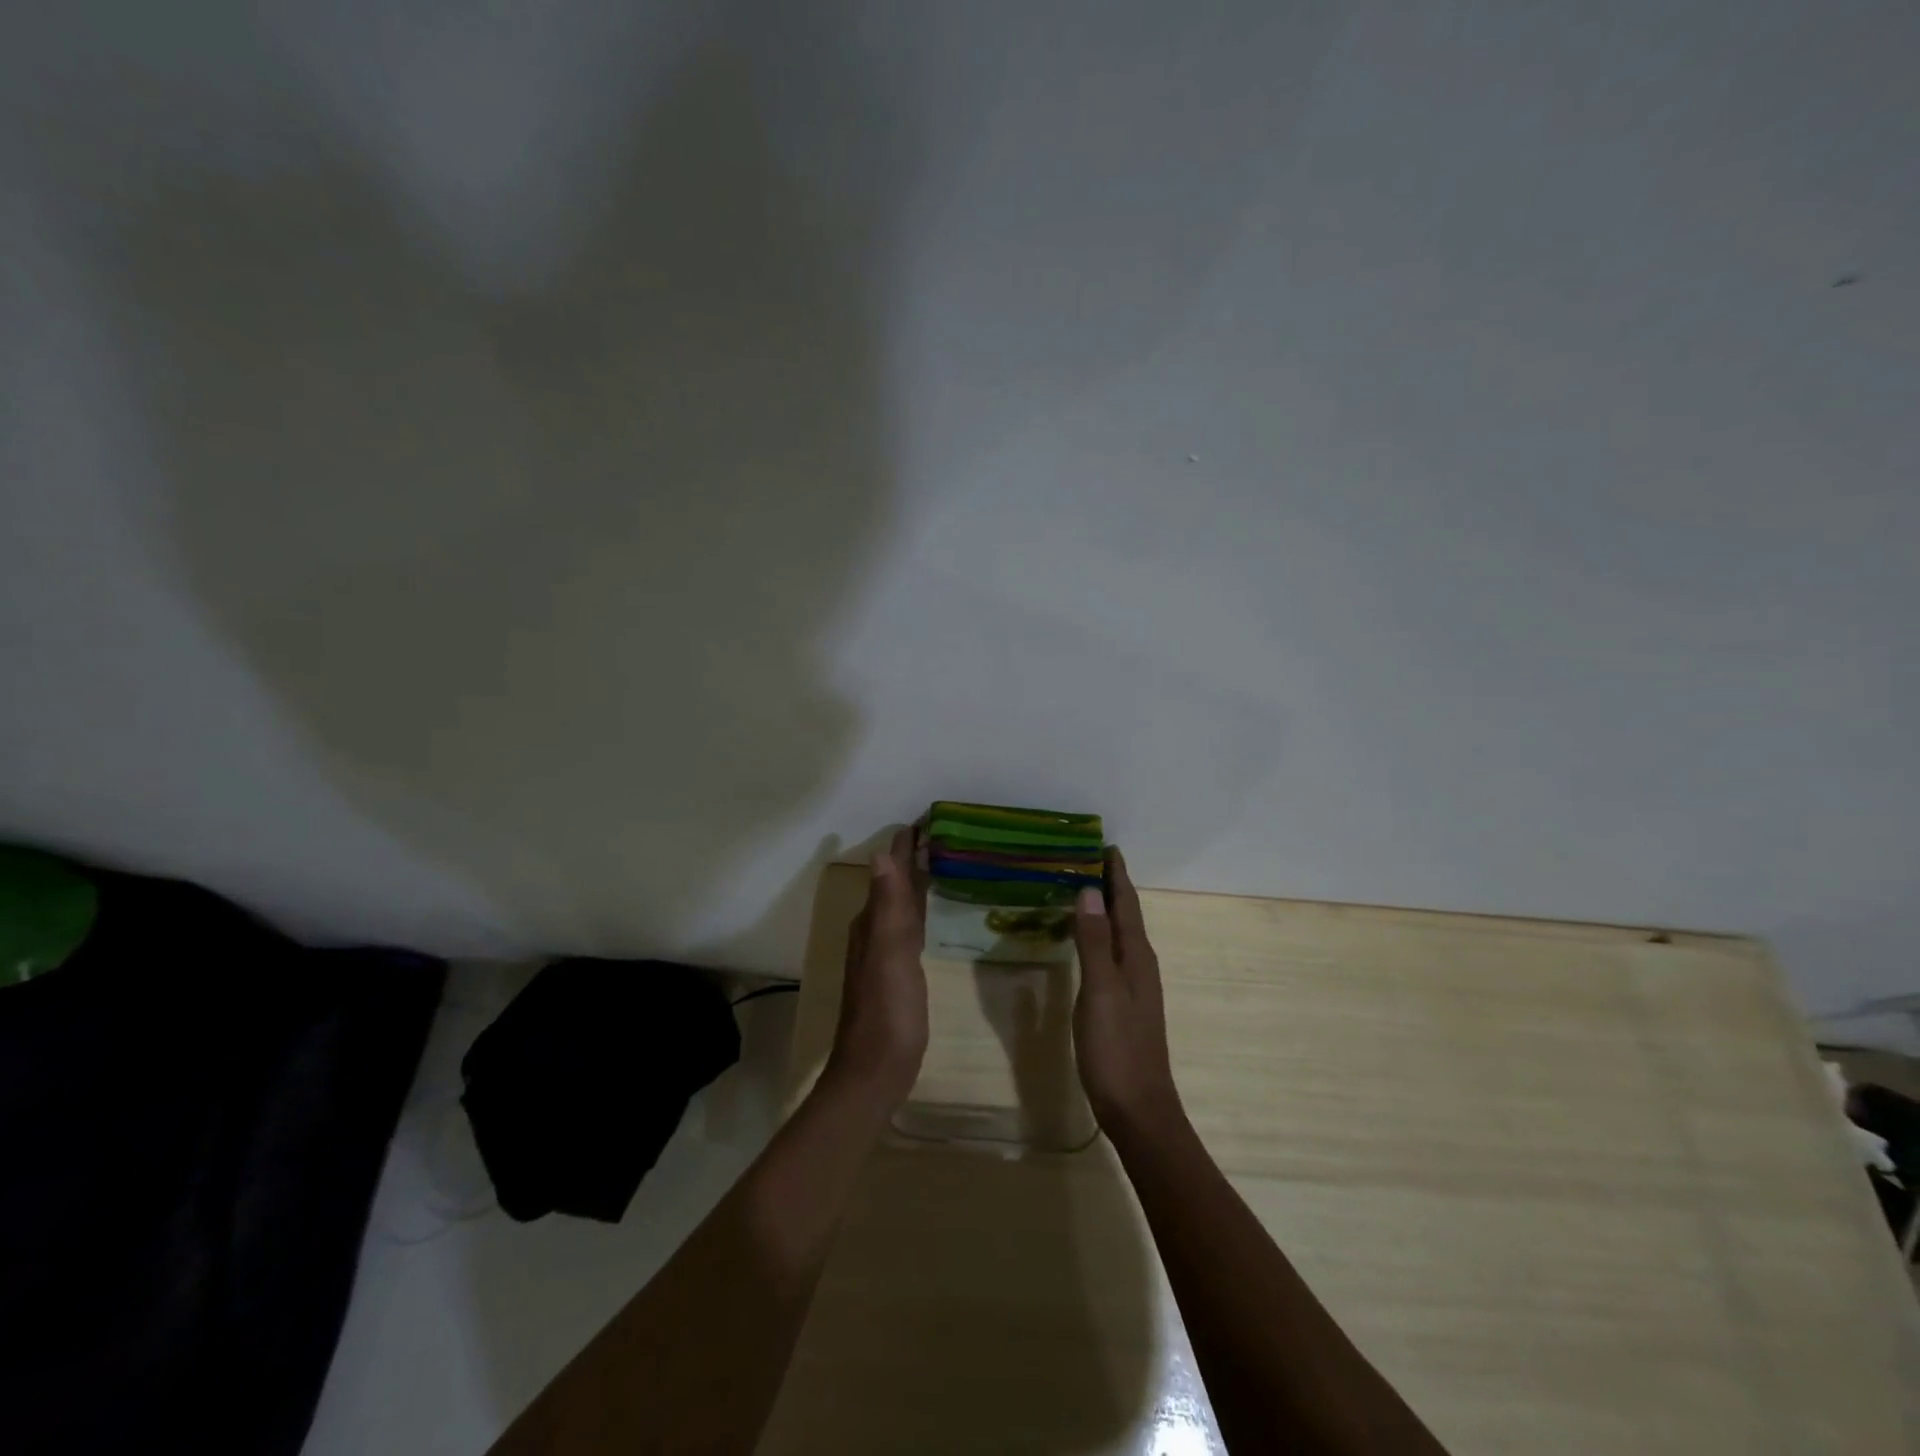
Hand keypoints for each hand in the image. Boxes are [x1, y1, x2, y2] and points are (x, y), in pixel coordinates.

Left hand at [825, 826, 929, 1108]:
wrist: (875, 1071)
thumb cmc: (888, 1013)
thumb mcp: (891, 956)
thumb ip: (888, 907)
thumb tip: (882, 855)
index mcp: (873, 923)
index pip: (890, 872)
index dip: (905, 847)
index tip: (926, 819)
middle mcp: (874, 932)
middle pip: (894, 885)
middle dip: (911, 858)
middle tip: (940, 834)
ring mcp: (884, 954)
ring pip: (900, 905)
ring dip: (915, 882)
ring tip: (939, 861)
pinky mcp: (897, 973)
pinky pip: (909, 927)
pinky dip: (920, 910)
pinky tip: (930, 913)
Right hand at [1073, 848, 1181, 1137]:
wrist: (1139, 1110)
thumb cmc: (1117, 1050)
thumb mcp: (1102, 993)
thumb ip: (1095, 943)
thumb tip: (1088, 892)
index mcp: (1137, 957)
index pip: (1127, 904)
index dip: (1116, 875)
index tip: (1104, 844)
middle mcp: (1140, 965)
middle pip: (1126, 915)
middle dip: (1109, 885)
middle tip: (1082, 859)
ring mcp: (1134, 986)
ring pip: (1120, 934)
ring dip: (1104, 909)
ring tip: (1079, 889)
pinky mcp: (1123, 1003)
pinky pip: (1111, 954)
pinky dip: (1098, 935)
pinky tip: (1083, 940)